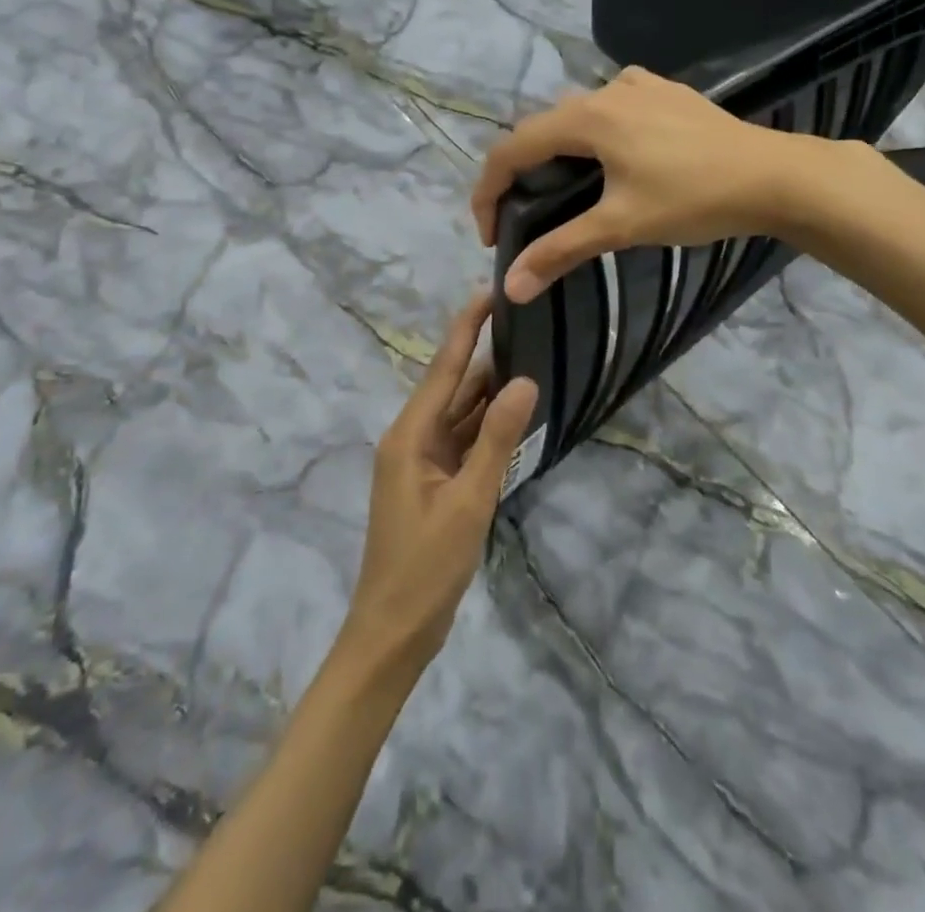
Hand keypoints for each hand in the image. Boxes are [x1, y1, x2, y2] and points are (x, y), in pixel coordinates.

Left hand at [340, 296, 538, 677]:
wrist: (393, 633)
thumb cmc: (425, 568)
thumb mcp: (469, 501)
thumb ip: (497, 439)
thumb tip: (524, 380)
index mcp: (410, 435)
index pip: (444, 367)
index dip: (467, 327)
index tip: (490, 291)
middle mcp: (412, 438)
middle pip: (453, 386)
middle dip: (486, 355)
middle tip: (528, 323)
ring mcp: (423, 461)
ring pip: (461, 414)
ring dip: (490, 391)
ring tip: (531, 355)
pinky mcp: (434, 482)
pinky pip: (464, 441)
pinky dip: (488, 427)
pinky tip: (516, 412)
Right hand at [471, 67, 813, 302]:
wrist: (774, 176)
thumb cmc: (693, 198)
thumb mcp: (621, 225)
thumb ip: (561, 250)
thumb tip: (511, 288)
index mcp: (586, 118)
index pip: (512, 149)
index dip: (488, 192)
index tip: (491, 236)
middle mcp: (605, 91)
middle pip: (542, 129)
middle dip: (521, 173)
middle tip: (524, 218)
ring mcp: (640, 86)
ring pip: (579, 113)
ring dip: (560, 148)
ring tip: (566, 187)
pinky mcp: (668, 92)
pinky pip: (615, 103)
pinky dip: (599, 128)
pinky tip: (617, 150)